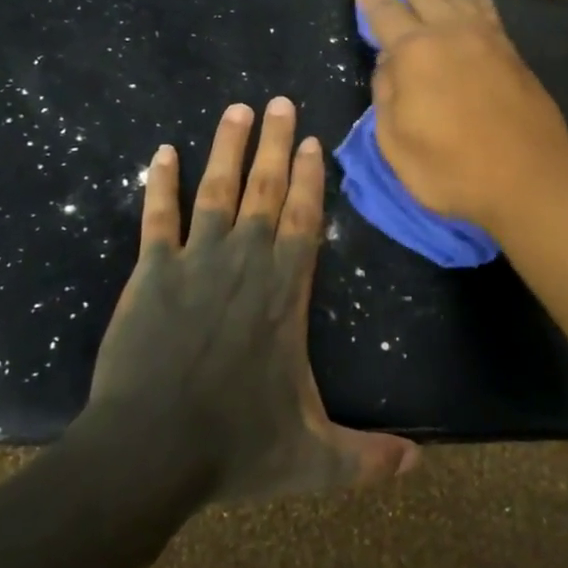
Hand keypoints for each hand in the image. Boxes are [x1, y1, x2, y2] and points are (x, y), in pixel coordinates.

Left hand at [87, 97, 419, 501]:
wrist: (147, 455)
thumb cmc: (234, 449)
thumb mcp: (313, 460)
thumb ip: (366, 458)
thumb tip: (421, 465)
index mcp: (284, 295)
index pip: (302, 221)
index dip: (308, 179)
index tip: (311, 141)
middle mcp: (244, 265)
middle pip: (264, 191)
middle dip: (274, 144)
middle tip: (279, 102)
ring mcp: (194, 264)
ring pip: (216, 192)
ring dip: (226, 149)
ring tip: (236, 110)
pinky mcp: (150, 275)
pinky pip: (157, 219)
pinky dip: (159, 184)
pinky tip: (161, 153)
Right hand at [354, 0, 567, 230]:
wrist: (528, 176)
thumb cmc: (452, 168)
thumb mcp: (396, 142)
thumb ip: (386, 96)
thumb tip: (388, 64)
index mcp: (414, 53)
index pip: (383, 11)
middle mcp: (448, 33)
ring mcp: (484, 38)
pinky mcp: (509, 51)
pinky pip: (485, 7)